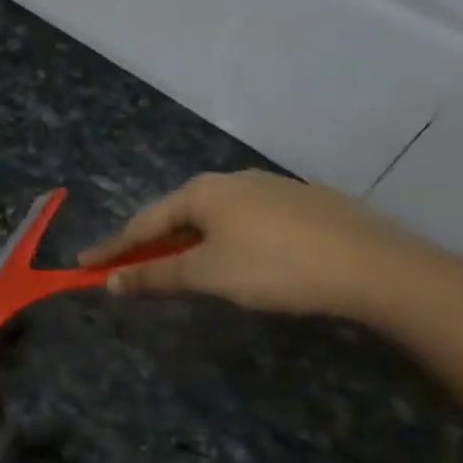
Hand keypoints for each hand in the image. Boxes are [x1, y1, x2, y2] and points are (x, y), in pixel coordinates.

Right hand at [78, 169, 430, 319]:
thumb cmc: (275, 267)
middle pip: (177, 215)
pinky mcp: (306, 204)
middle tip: (130, 266)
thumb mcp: (206, 275)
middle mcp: (233, 180)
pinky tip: (237, 259)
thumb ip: (154, 276)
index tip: (84, 265)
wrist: (377, 268)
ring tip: (180, 266)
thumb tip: (110, 282)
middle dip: (151, 243)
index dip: (112, 248)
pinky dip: (225, 240)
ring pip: (214, 217)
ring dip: (188, 242)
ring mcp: (273, 189)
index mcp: (202, 192)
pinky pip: (247, 222)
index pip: (143, 223)